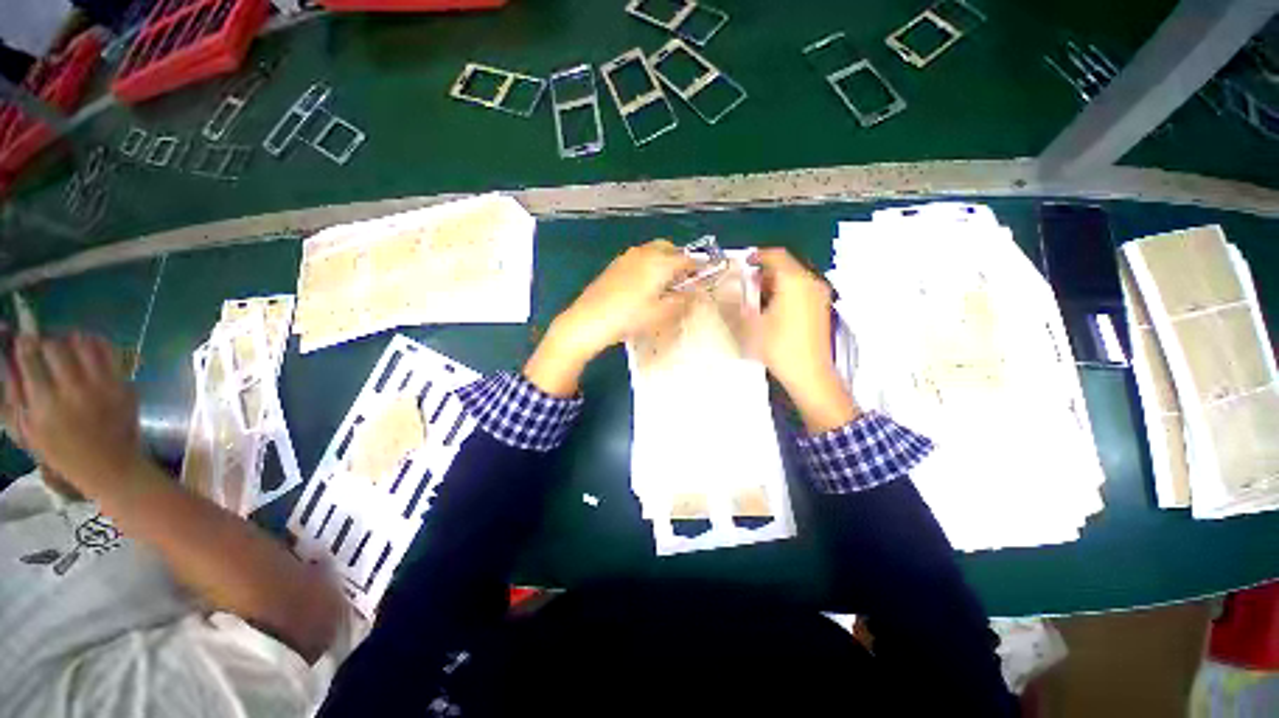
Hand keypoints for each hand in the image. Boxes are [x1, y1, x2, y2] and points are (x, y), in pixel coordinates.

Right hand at [1, 333, 145, 493]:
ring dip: (71, 339)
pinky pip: (109, 353)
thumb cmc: (62, 452)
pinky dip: (95, 344)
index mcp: (45, 403)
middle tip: (44, 345)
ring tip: (66, 346)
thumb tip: (8, 354)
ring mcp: (103, 387)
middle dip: (46, 341)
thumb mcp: (28, 428)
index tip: (22, 339)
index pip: (30, 358)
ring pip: (84, 343)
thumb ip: (14, 392)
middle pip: (56, 346)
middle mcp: (74, 391)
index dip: (24, 343)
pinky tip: (86, 350)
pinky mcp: (123, 386)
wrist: (110, 466)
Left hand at [525, 240, 695, 395]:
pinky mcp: (614, 265)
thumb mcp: (661, 313)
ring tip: (665, 284)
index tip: (704, 278)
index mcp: (659, 262)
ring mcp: (627, 257)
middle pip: (669, 248)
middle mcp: (644, 253)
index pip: (687, 258)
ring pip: (652, 252)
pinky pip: (639, 259)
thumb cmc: (629, 318)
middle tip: (684, 280)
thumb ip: (682, 300)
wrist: (588, 320)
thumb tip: (695, 292)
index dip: (698, 267)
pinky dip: (648, 266)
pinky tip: (644, 286)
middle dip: (679, 260)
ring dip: (663, 262)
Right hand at [751, 248, 858, 432]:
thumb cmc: (781, 348)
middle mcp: (810, 283)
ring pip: (793, 278)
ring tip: (756, 297)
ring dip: (774, 283)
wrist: (809, 373)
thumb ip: (740, 302)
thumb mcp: (751, 324)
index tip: (744, 263)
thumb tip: (733, 291)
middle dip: (764, 272)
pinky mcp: (820, 307)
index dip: (757, 256)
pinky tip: (772, 308)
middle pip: (785, 266)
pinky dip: (785, 292)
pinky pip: (800, 289)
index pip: (775, 255)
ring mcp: (818, 295)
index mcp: (794, 282)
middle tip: (747, 283)